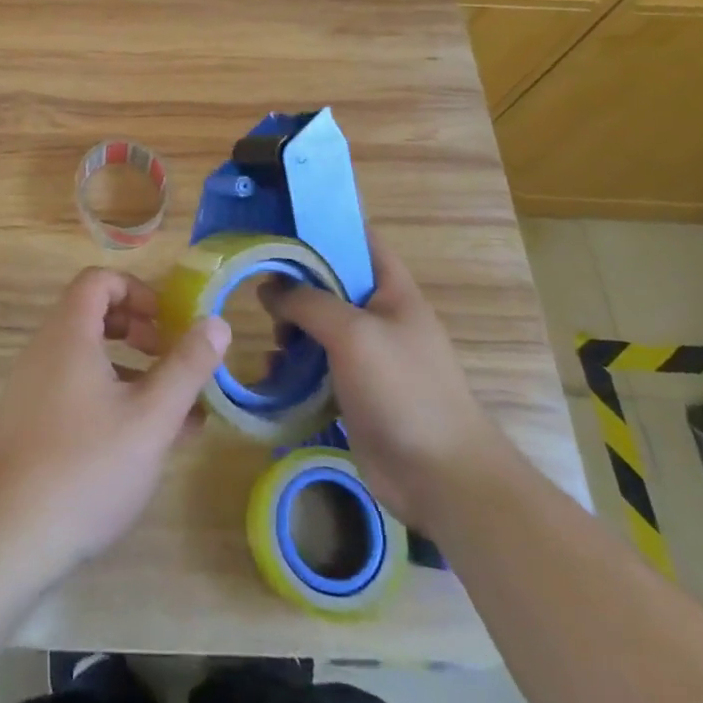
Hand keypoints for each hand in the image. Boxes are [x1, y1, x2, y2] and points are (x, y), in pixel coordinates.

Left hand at [0, 267, 228, 588]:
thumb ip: (187, 367)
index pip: (99, 280)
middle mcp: (44, 349)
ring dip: (131, 371)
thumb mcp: (150, 417)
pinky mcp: (28, 423)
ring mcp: (32, 387)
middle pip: (93, 315)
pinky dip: (109, 398)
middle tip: (171, 360)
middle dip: (139, 331)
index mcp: (69, 333)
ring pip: (87, 358)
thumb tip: (218, 322)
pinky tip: (140, 443)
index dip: (137, 291)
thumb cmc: (86, 467)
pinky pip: (74, 389)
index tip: (168, 323)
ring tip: (172, 411)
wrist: (6, 538)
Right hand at [261, 229, 506, 527]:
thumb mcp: (353, 332)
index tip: (279, 225)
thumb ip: (308, 302)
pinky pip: (316, 365)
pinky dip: (293, 365)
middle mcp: (379, 316)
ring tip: (273, 340)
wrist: (440, 476)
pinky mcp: (353, 391)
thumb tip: (269, 289)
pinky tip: (274, 374)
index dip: (323, 227)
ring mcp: (367, 355)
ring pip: (318, 325)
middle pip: (330, 282)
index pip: (358, 239)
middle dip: (295, 285)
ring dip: (290, 329)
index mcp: (392, 290)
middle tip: (263, 292)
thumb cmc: (403, 390)